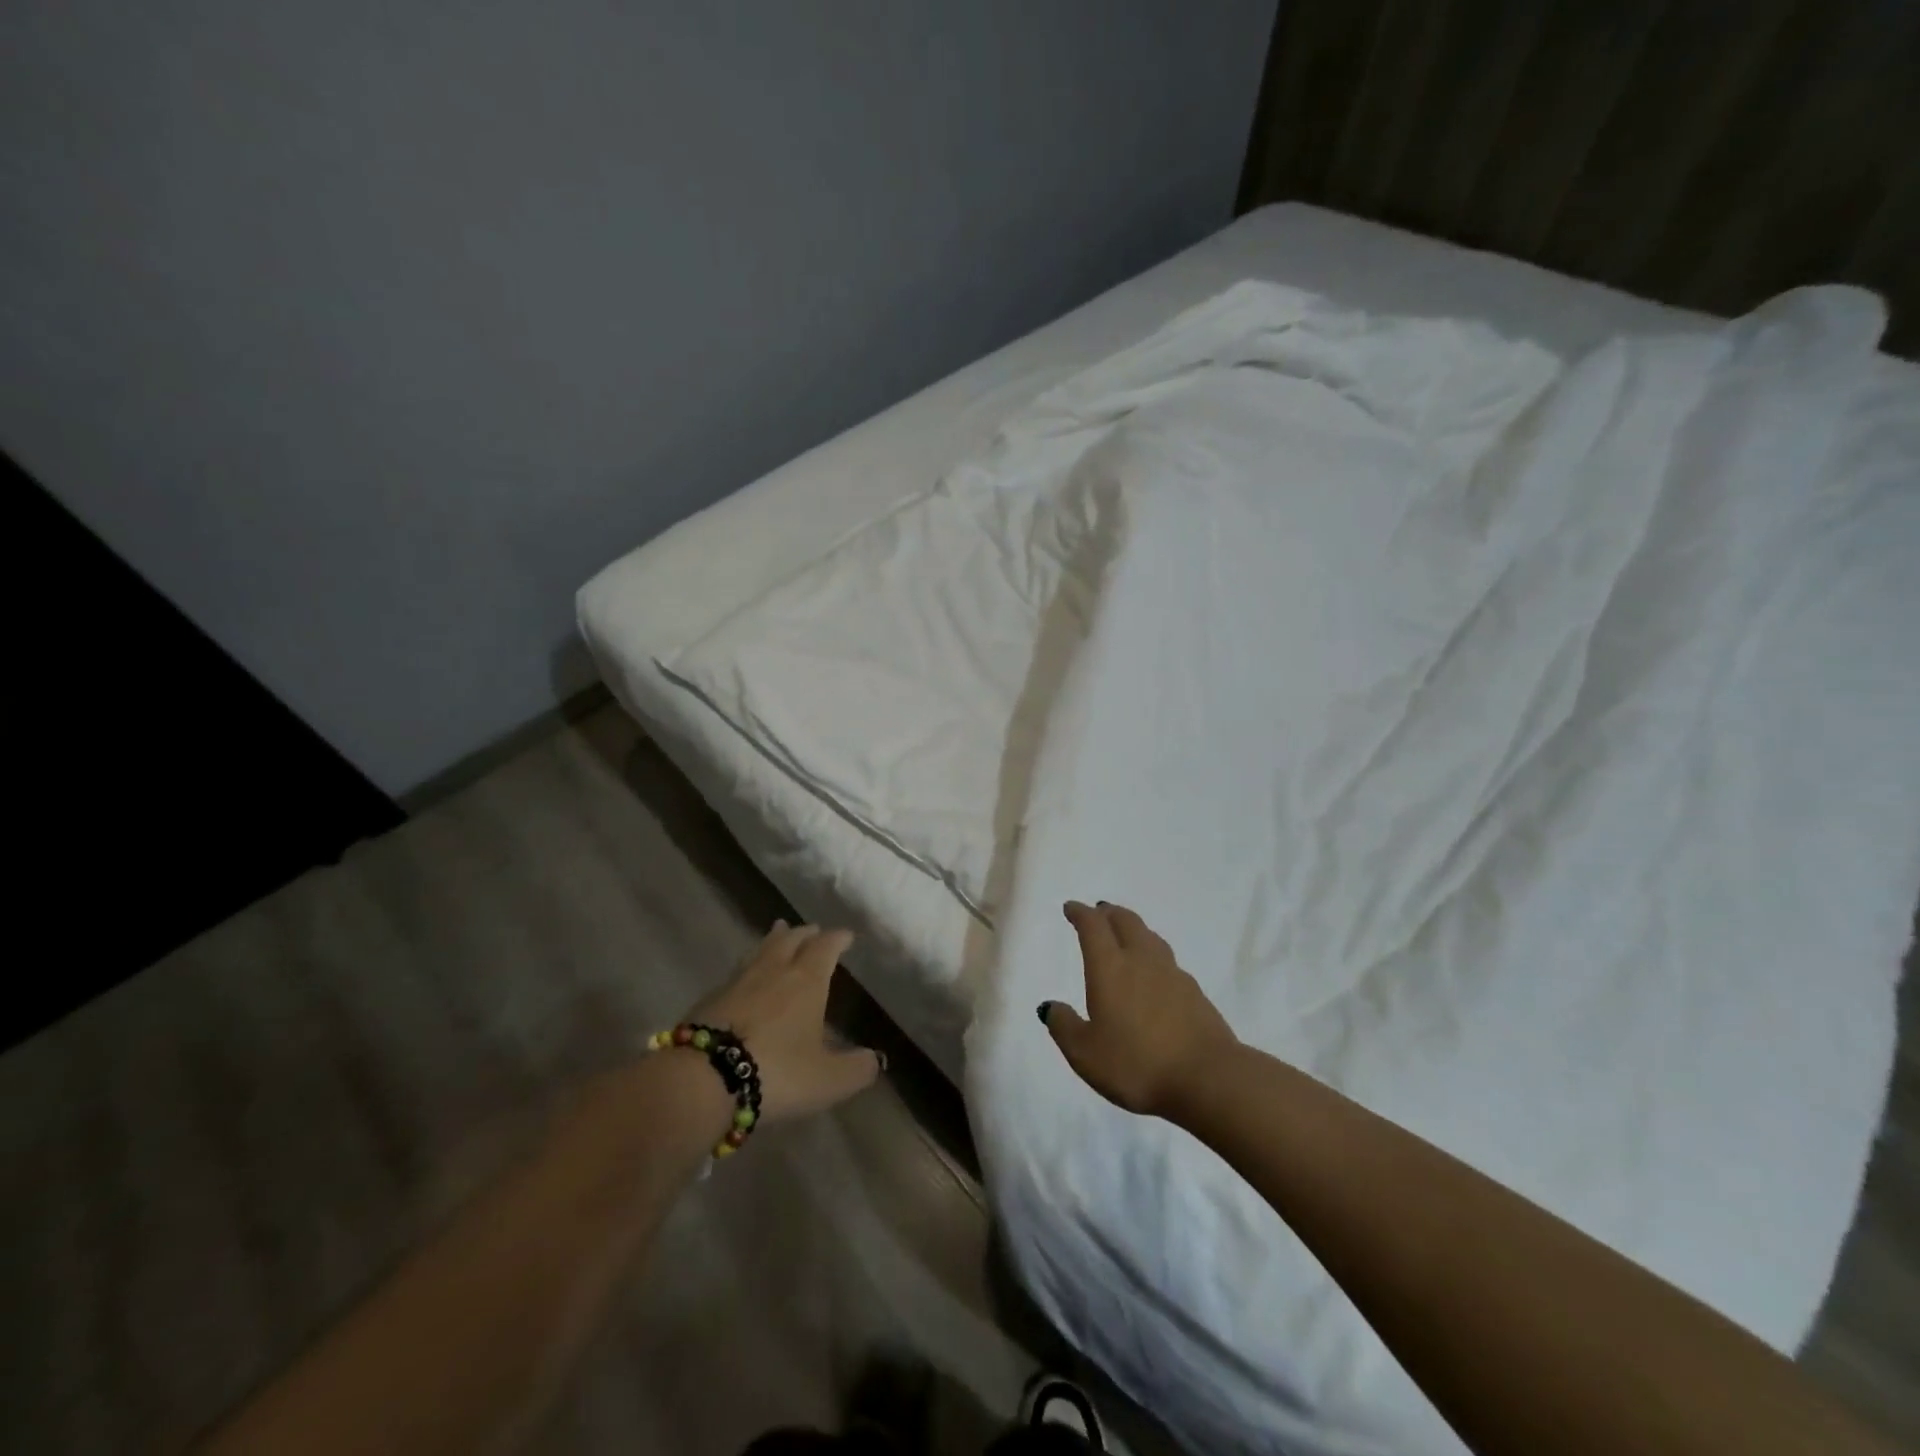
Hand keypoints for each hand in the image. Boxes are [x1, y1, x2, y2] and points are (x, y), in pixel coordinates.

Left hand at [684, 920, 882, 1122]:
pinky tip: (745, 980)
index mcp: (806, 980)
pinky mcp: (709, 1000)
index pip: (826, 948)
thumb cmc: (776, 1073)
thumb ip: (856, 1069)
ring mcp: (737, 982)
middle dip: (805, 934)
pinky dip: (747, 969)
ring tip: (778, 934)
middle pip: (790, 940)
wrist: (703, 1080)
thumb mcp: (828, 1080)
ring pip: (759, 951)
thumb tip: (876, 1060)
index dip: (838, 939)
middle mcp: (773, 971)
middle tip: (812, 930)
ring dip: (773, 941)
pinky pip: (736, 973)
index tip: (846, 935)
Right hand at [1041, 901, 1237, 1117]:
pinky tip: (1154, 974)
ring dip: (1134, 930)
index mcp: (1110, 968)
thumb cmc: (1137, 1063)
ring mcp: (1173, 974)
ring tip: (1126, 935)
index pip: (1093, 926)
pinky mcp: (1195, 993)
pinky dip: (1153, 956)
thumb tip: (1050, 1006)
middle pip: (1126, 922)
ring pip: (1150, 938)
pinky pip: (1168, 962)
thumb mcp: (1085, 1054)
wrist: (1208, 1078)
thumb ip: (1064, 1027)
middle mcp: (1142, 961)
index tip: (1071, 908)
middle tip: (1099, 912)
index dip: (1080, 913)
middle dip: (1109, 913)